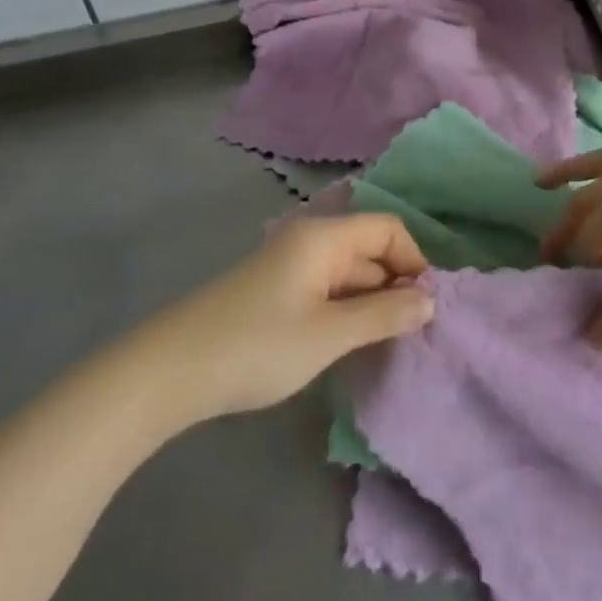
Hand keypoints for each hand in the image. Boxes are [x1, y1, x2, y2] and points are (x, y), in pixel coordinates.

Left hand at [135, 213, 433, 423]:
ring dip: (372, 303)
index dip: (414, 261)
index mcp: (323, 238)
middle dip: (396, 285)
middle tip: (414, 335)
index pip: (387, 229)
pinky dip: (346, 312)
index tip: (425, 308)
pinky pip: (327, 291)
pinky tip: (350, 345)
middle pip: (370, 250)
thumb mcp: (328, 334)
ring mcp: (291, 267)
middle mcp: (310, 242)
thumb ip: (383, 315)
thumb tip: (431, 300)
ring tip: (388, 345)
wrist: (170, 371)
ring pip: (349, 275)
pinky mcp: (278, 293)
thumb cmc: (256, 346)